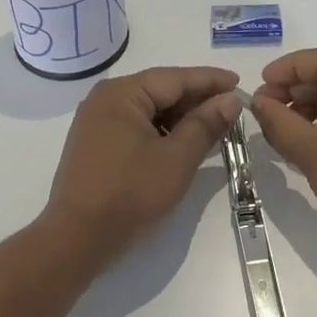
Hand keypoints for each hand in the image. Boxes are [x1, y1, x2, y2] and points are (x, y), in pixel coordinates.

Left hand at [44, 66, 242, 256]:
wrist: (77, 238)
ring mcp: (97, 122)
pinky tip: (183, 142)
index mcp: (121, 94)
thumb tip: (230, 99)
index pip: (175, 78)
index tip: (239, 81)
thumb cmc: (130, 193)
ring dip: (180, 117)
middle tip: (231, 107)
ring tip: (213, 126)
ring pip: (149, 109)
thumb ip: (205, 124)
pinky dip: (162, 131)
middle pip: (160, 90)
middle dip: (196, 99)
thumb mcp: (177, 158)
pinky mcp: (96, 144)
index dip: (210, 80)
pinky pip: (136, 126)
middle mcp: (105, 99)